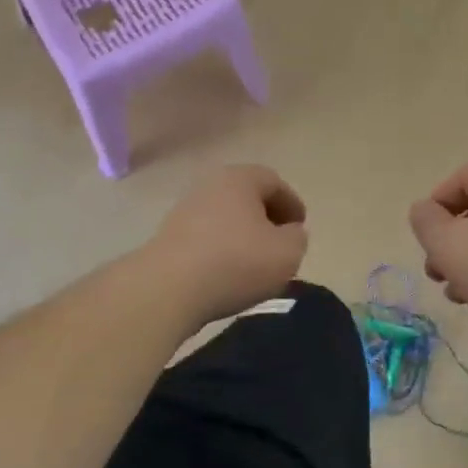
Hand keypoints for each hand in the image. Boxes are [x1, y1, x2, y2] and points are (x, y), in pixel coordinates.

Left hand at [148, 165, 308, 326]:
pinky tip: (227, 272)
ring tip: (255, 261)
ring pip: (224, 217)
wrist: (169, 288)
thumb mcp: (287, 253)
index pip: (273, 181)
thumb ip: (297, 238)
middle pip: (245, 196)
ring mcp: (184, 211)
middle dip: (265, 217)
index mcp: (239, 179)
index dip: (291, 203)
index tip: (300, 227)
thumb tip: (289, 233)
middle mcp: (209, 186)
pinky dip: (221, 249)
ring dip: (241, 234)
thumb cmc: (236, 262)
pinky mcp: (168, 238)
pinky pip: (205, 237)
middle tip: (280, 242)